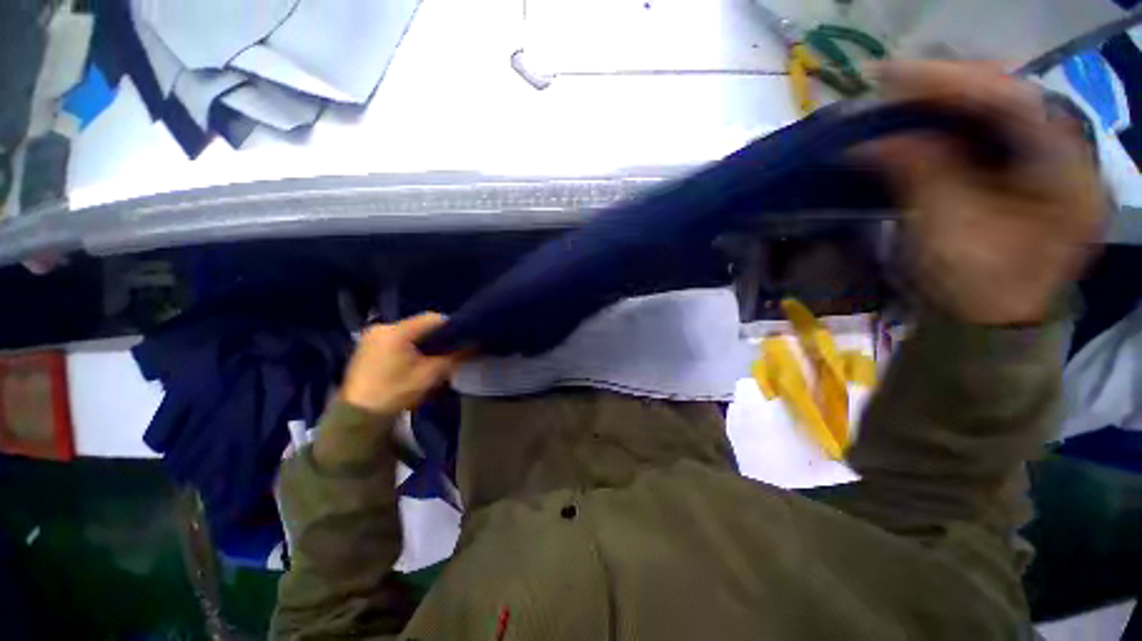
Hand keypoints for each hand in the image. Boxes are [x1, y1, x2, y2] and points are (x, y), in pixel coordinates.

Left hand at [341, 313, 465, 415]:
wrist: (358, 416)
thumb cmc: (396, 392)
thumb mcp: (431, 374)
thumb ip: (455, 356)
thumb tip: (475, 344)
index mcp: (396, 331)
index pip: (433, 318)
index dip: (451, 327)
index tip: (462, 339)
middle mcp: (381, 327)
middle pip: (419, 325)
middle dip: (437, 336)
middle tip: (449, 350)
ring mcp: (371, 336)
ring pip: (408, 332)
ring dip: (423, 341)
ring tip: (433, 356)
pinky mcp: (366, 346)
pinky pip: (395, 339)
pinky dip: (409, 345)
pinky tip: (414, 359)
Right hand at [867, 61, 1105, 324]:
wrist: (987, 320)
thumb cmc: (975, 284)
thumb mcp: (946, 227)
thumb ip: (920, 172)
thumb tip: (875, 139)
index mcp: (1067, 171)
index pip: (1011, 100)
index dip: (949, 83)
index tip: (890, 76)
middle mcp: (1066, 154)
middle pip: (1006, 97)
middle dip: (945, 87)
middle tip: (889, 83)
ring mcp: (1047, 160)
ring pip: (995, 110)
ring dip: (945, 101)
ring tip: (899, 96)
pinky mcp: (1024, 170)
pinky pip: (988, 131)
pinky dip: (950, 122)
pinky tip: (921, 119)